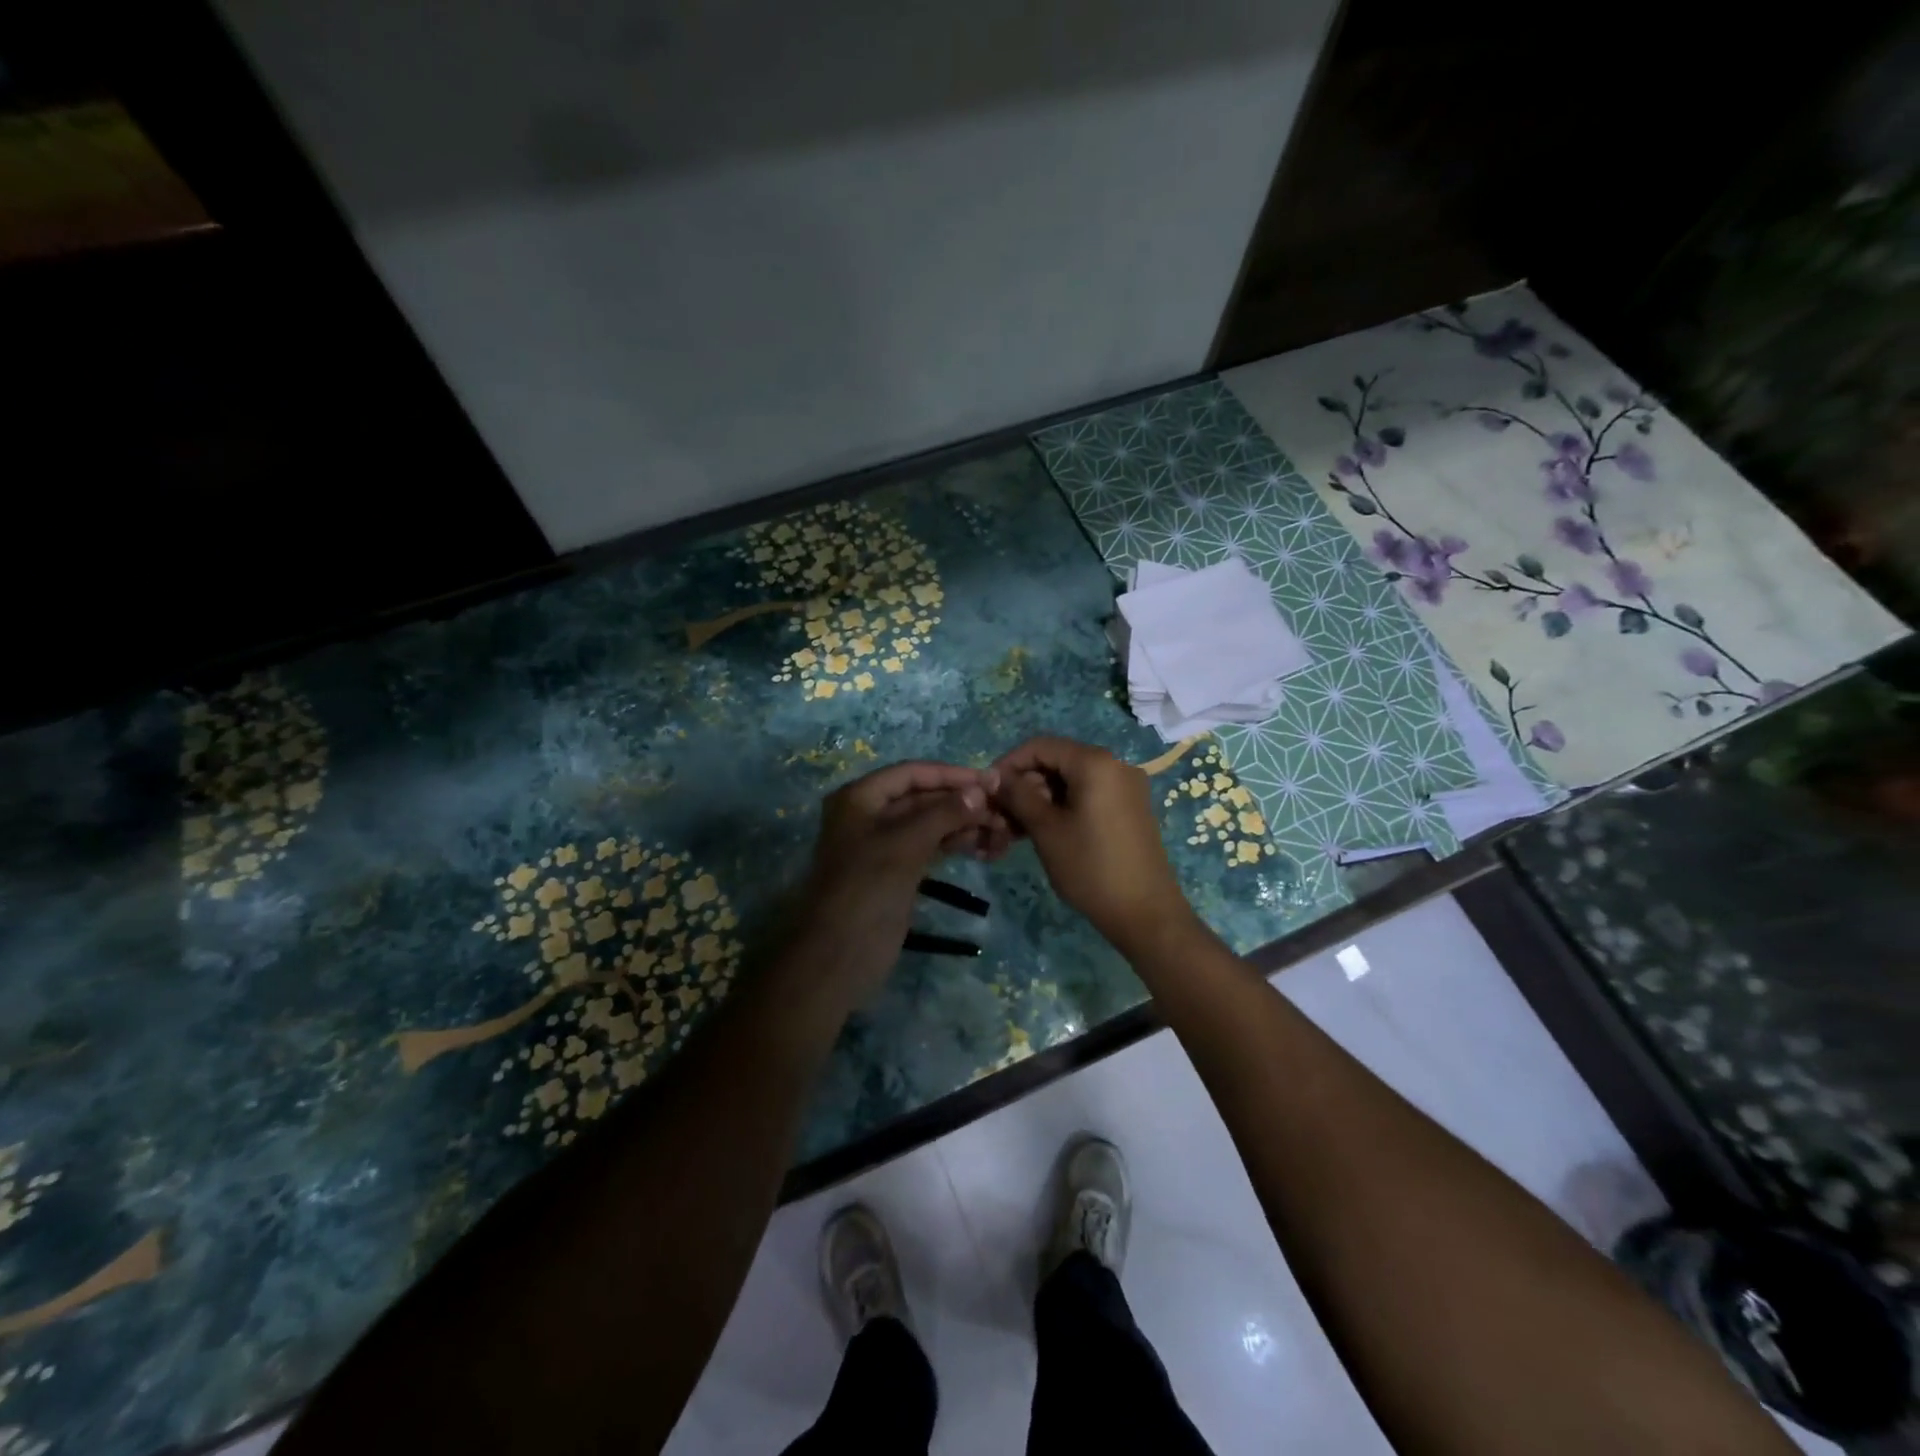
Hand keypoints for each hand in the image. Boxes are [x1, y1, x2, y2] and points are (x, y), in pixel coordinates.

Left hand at [792, 761, 1003, 1005]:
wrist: (838, 957)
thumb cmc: (867, 890)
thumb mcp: (905, 845)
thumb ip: (943, 813)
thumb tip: (980, 789)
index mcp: (860, 798)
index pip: (912, 773)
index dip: (951, 774)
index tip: (990, 781)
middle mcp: (870, 815)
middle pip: (922, 797)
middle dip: (961, 803)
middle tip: (1002, 812)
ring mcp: (883, 845)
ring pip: (929, 824)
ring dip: (963, 825)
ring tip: (1001, 832)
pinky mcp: (896, 871)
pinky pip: (929, 847)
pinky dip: (954, 844)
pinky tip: (983, 847)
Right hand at [991, 736, 1198, 956]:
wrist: (1145, 913)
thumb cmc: (1090, 867)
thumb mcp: (1045, 829)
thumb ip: (1018, 795)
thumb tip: (994, 776)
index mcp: (1095, 762)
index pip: (1040, 746)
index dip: (1009, 763)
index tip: (988, 790)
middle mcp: (1115, 765)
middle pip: (1057, 761)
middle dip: (1025, 784)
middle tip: (1002, 815)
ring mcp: (1126, 787)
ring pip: (1072, 781)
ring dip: (1042, 798)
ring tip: (1018, 829)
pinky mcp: (1130, 808)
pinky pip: (1089, 795)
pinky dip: (1063, 806)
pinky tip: (1045, 832)